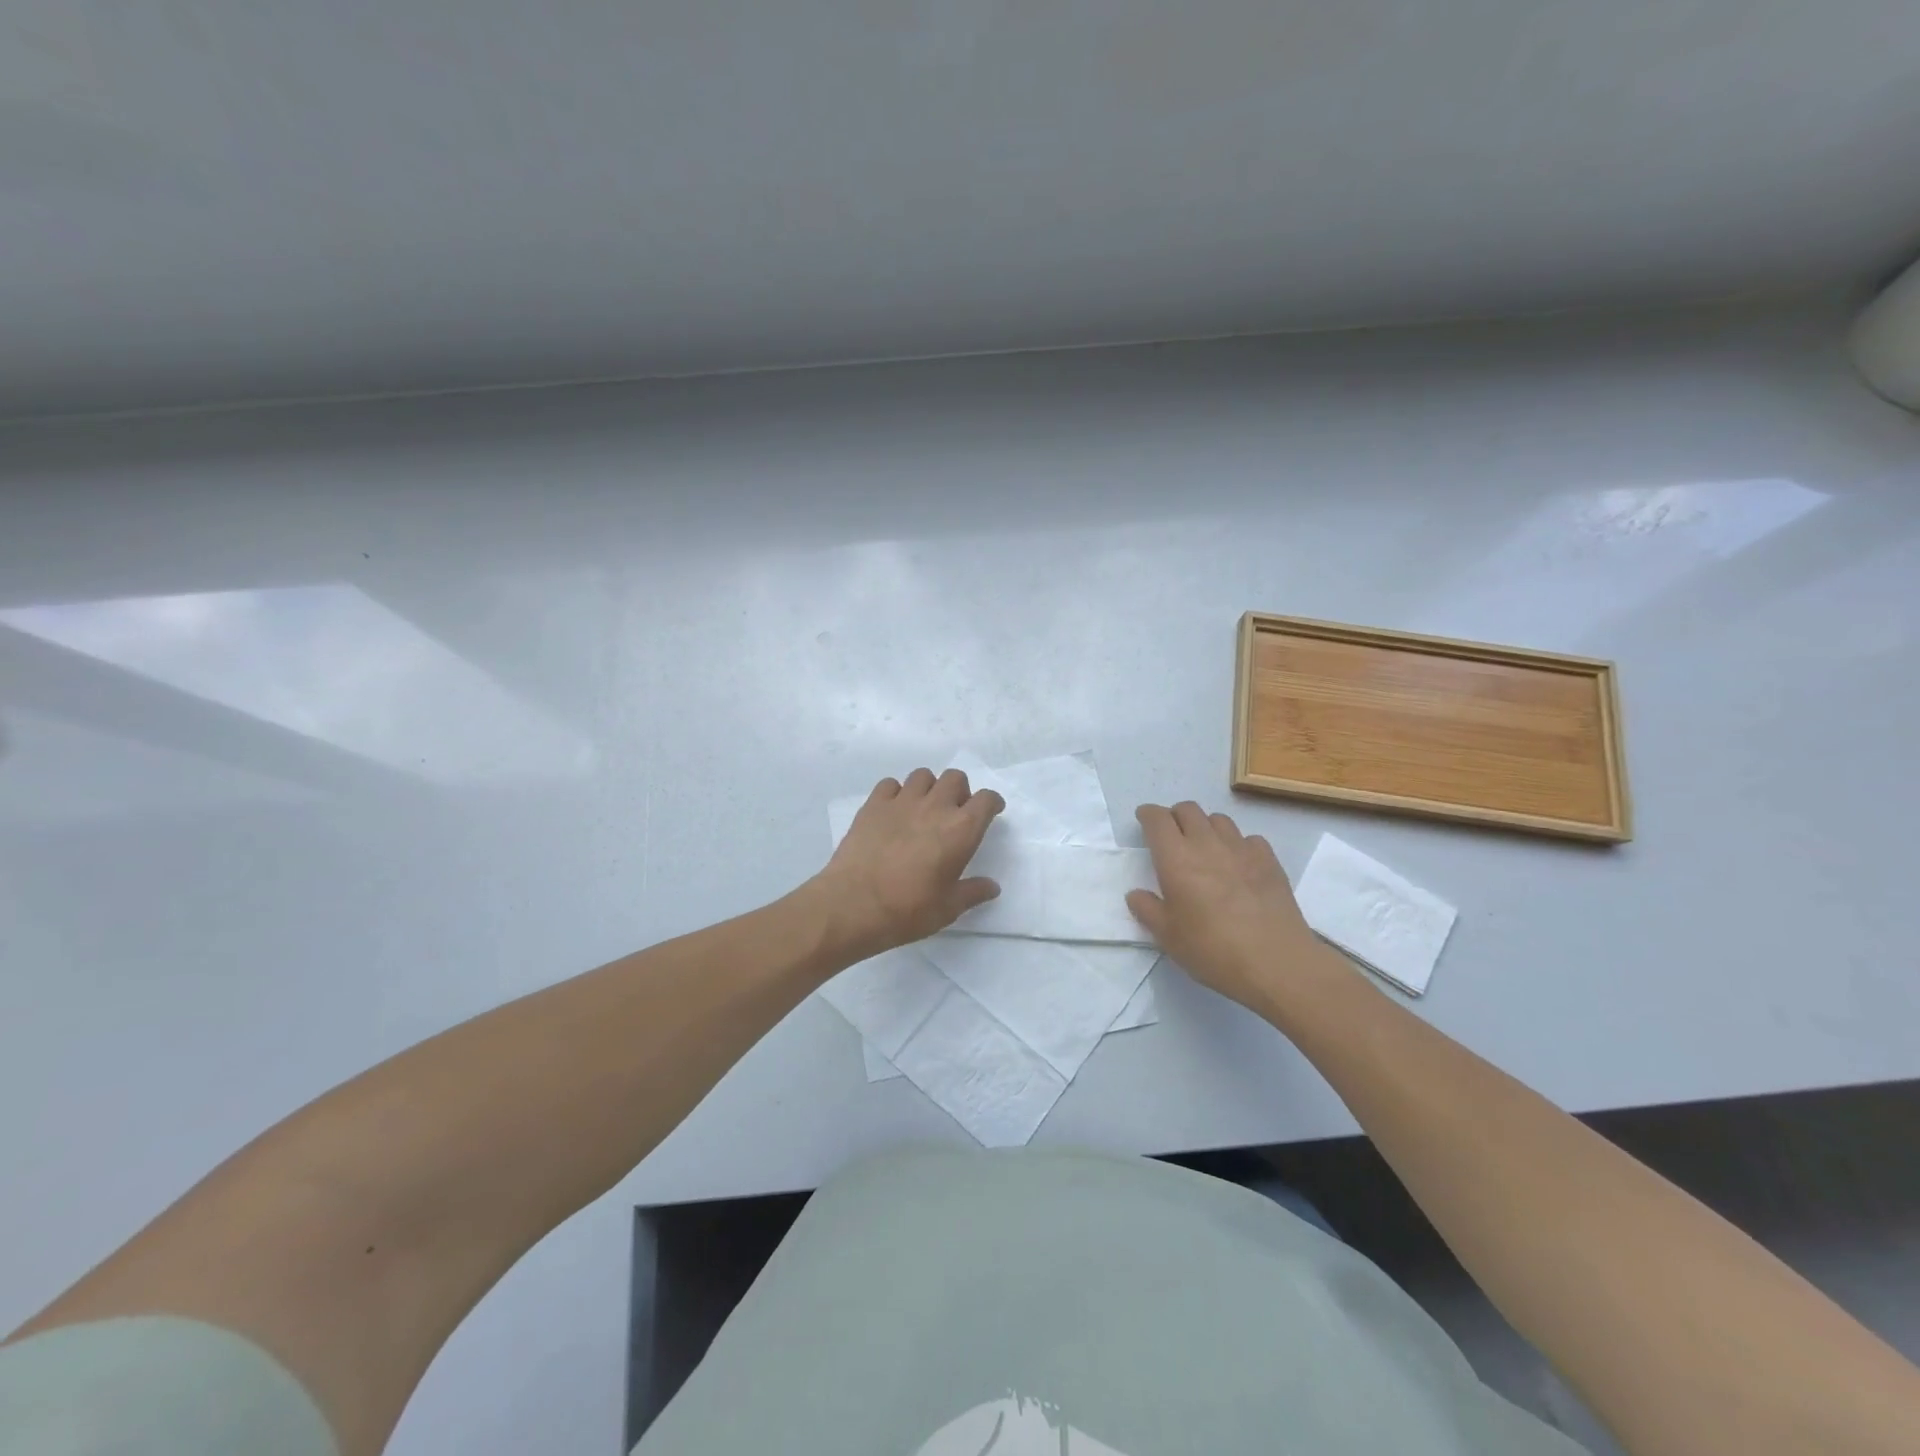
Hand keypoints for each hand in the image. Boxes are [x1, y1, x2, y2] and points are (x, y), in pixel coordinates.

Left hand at [814, 768, 1005, 958]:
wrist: (853, 905)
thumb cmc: (908, 909)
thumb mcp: (948, 908)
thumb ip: (973, 892)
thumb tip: (992, 887)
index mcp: (961, 830)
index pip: (986, 800)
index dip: (992, 803)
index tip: (991, 812)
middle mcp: (935, 807)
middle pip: (956, 778)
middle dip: (960, 791)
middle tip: (954, 813)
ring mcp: (902, 802)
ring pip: (923, 776)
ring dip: (929, 788)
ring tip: (923, 810)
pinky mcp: (873, 805)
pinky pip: (890, 784)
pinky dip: (896, 793)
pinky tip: (894, 812)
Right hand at [1126, 802, 1325, 1009]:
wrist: (1275, 962)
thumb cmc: (1212, 949)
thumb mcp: (1167, 936)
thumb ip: (1147, 909)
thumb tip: (1136, 894)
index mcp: (1176, 858)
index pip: (1157, 819)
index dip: (1148, 814)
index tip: (1144, 819)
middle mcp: (1207, 844)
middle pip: (1188, 810)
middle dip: (1175, 816)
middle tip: (1172, 835)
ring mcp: (1241, 849)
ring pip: (1219, 819)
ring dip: (1206, 826)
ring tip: (1205, 848)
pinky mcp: (1269, 860)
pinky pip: (1248, 838)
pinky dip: (1238, 844)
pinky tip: (1239, 864)